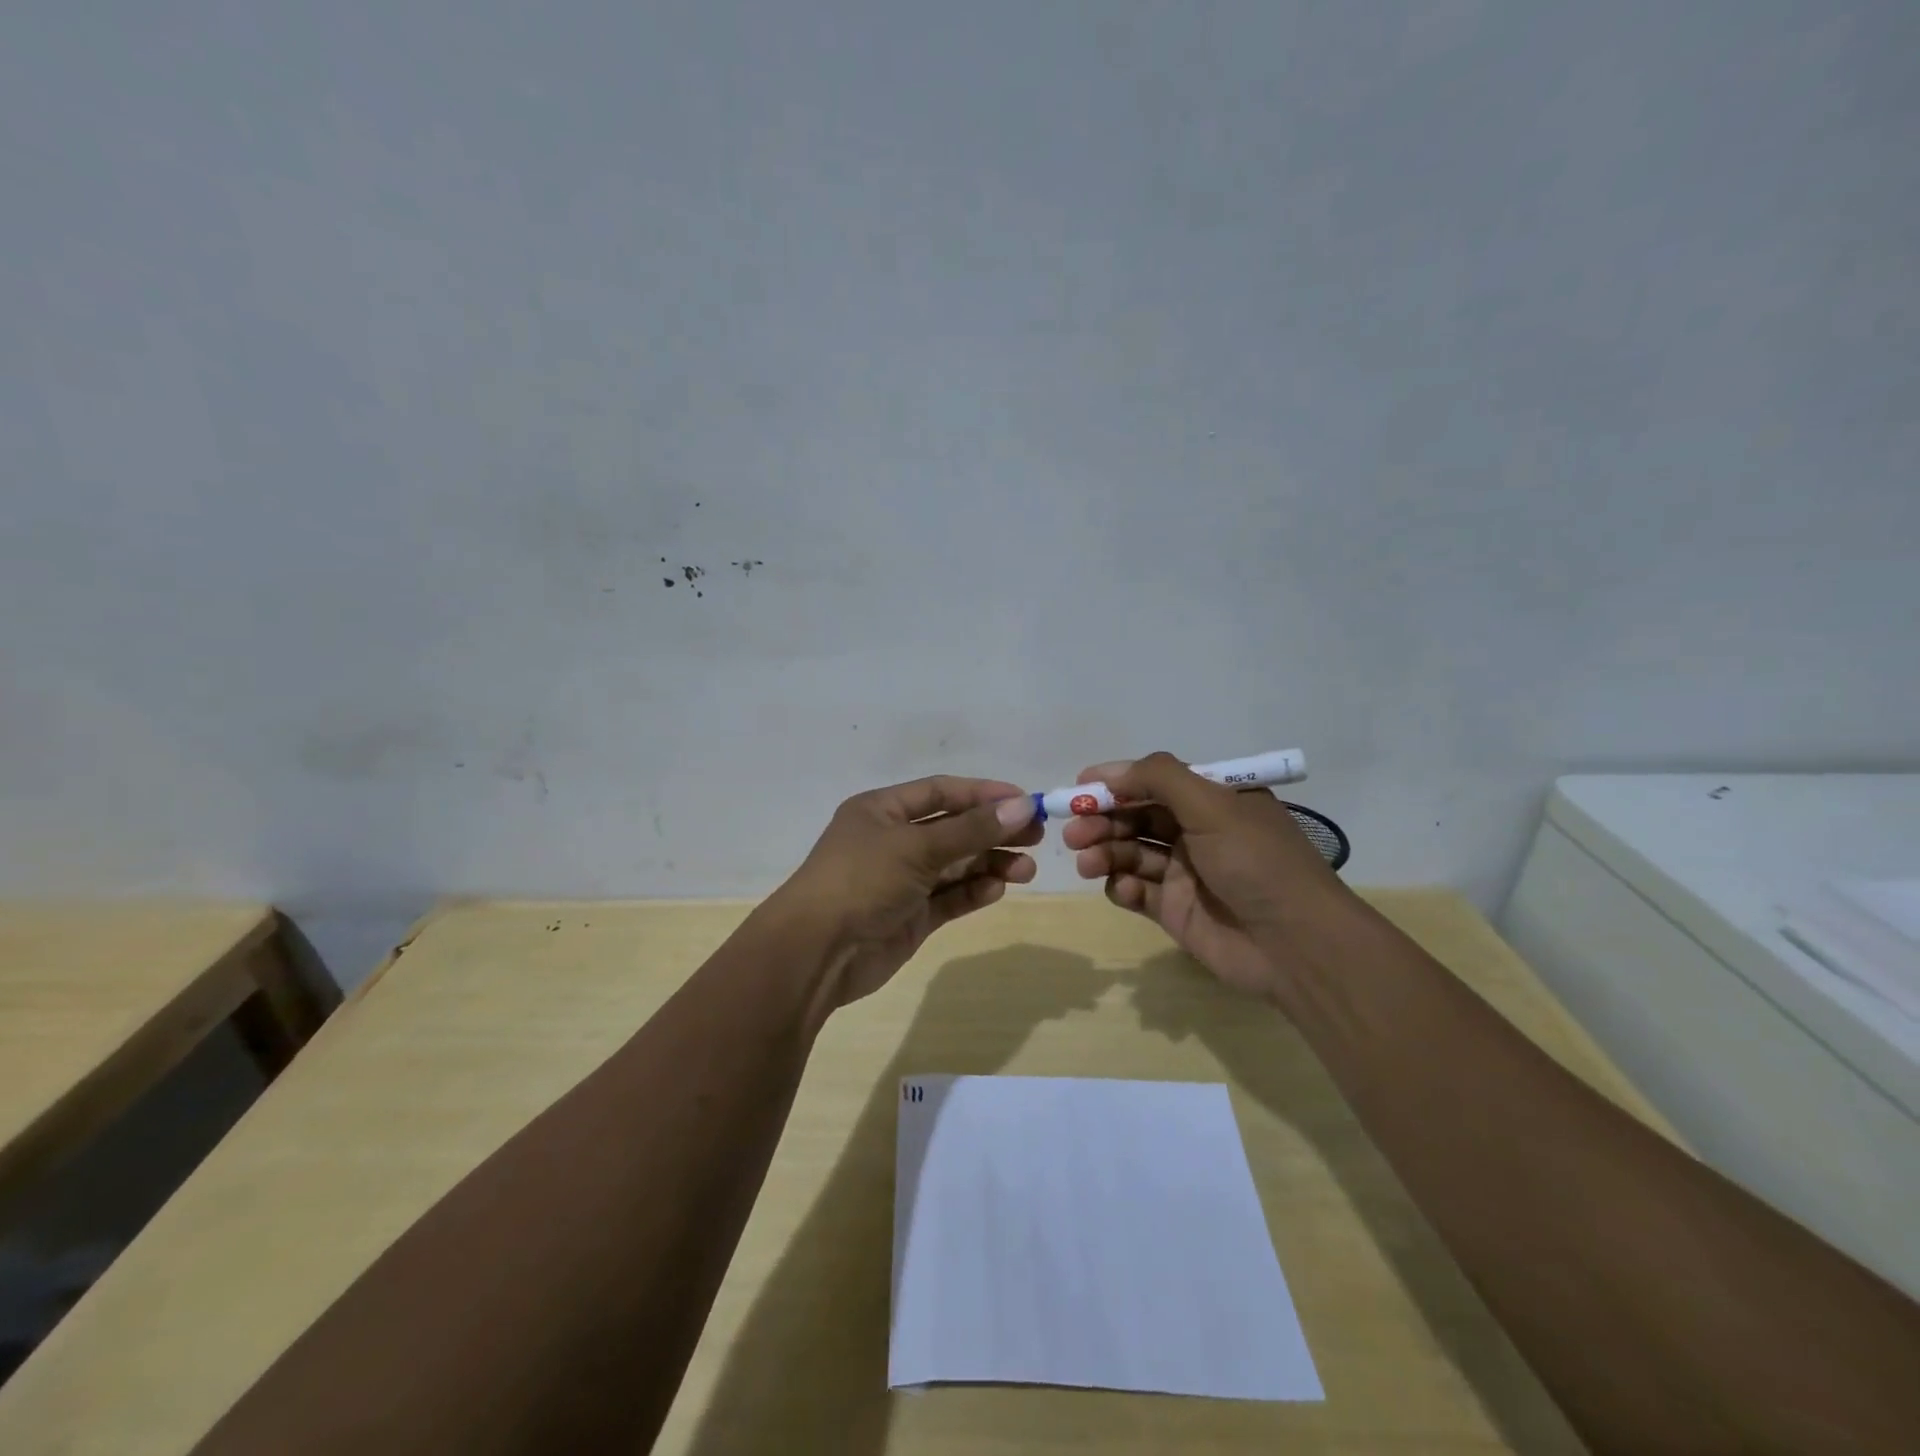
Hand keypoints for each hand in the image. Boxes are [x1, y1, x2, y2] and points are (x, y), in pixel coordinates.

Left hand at [769, 776, 1040, 1008]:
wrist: (816, 953)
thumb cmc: (861, 881)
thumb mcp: (916, 847)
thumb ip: (971, 829)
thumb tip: (1023, 806)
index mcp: (881, 811)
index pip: (940, 792)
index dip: (982, 794)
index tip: (1025, 800)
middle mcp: (892, 841)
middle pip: (953, 829)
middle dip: (993, 831)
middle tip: (1036, 836)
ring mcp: (902, 881)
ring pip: (956, 865)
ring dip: (990, 863)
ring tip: (1027, 869)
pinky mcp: (910, 916)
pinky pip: (950, 897)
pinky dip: (974, 891)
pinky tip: (999, 888)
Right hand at [1061, 752, 1349, 998]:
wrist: (1295, 946)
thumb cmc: (1256, 863)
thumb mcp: (1214, 805)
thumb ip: (1160, 778)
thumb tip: (1111, 771)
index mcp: (1214, 801)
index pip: (1156, 782)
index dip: (1118, 782)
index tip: (1080, 786)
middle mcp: (1198, 832)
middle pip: (1136, 817)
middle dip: (1103, 820)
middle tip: (1074, 831)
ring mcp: (1185, 873)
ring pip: (1131, 853)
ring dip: (1105, 852)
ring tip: (1086, 861)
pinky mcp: (1175, 911)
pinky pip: (1137, 892)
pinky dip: (1122, 887)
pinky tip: (1123, 890)